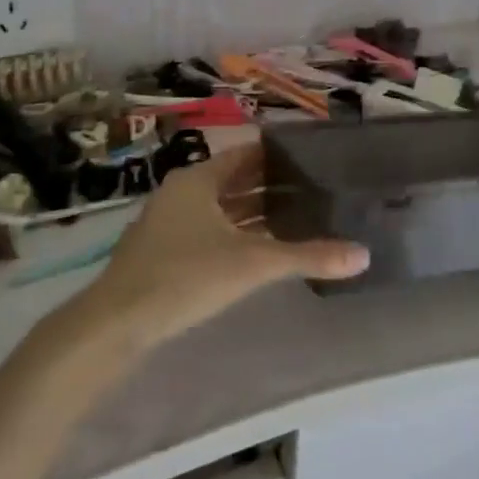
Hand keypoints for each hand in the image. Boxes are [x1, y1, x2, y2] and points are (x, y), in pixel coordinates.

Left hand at [75, 145, 368, 351]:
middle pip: (236, 180)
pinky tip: (263, 251)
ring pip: (223, 208)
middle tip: (318, 190)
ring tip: (300, 218)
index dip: (281, 156)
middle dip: (274, 186)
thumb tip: (363, 255)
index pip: (248, 154)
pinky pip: (212, 231)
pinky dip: (238, 235)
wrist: (115, 323)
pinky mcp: (165, 251)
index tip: (318, 159)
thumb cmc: (184, 276)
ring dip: (256, 213)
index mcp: (199, 178)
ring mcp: (171, 222)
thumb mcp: (252, 264)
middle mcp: (184, 192)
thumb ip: (308, 257)